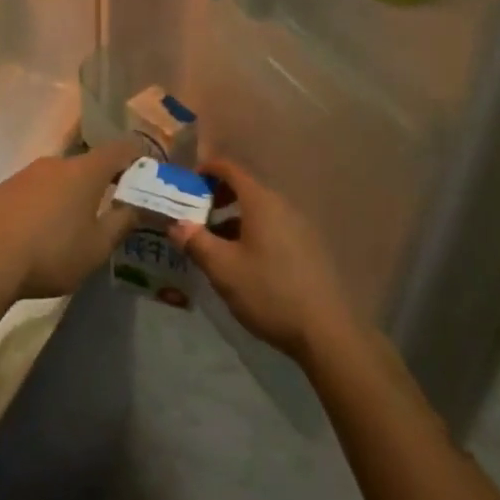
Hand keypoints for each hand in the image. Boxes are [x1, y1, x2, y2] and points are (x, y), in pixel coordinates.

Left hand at [0, 138, 143, 300]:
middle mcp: (56, 162)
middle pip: (88, 163)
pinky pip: (36, 189)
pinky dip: (46, 202)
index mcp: (85, 171)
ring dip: (72, 193)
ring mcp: (26, 173)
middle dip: (103, 181)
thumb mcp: (97, 247)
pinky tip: (41, 230)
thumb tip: (138, 206)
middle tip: (113, 205)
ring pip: (60, 177)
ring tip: (75, 223)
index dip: (138, 156)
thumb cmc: (52, 253)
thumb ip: (122, 223)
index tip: (147, 173)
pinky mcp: (4, 189)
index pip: (121, 149)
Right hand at [168, 158, 358, 365]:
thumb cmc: (268, 291)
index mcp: (261, 202)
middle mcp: (282, 205)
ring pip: (258, 210)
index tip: (188, 184)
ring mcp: (298, 226)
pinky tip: (243, 262)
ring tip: (215, 245)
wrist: (324, 330)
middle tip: (196, 217)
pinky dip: (251, 232)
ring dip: (233, 219)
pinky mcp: (307, 247)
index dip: (207, 169)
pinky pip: (272, 226)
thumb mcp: (223, 269)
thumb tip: (176, 224)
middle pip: (245, 188)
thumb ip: (196, 242)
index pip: (231, 169)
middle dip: (217, 197)